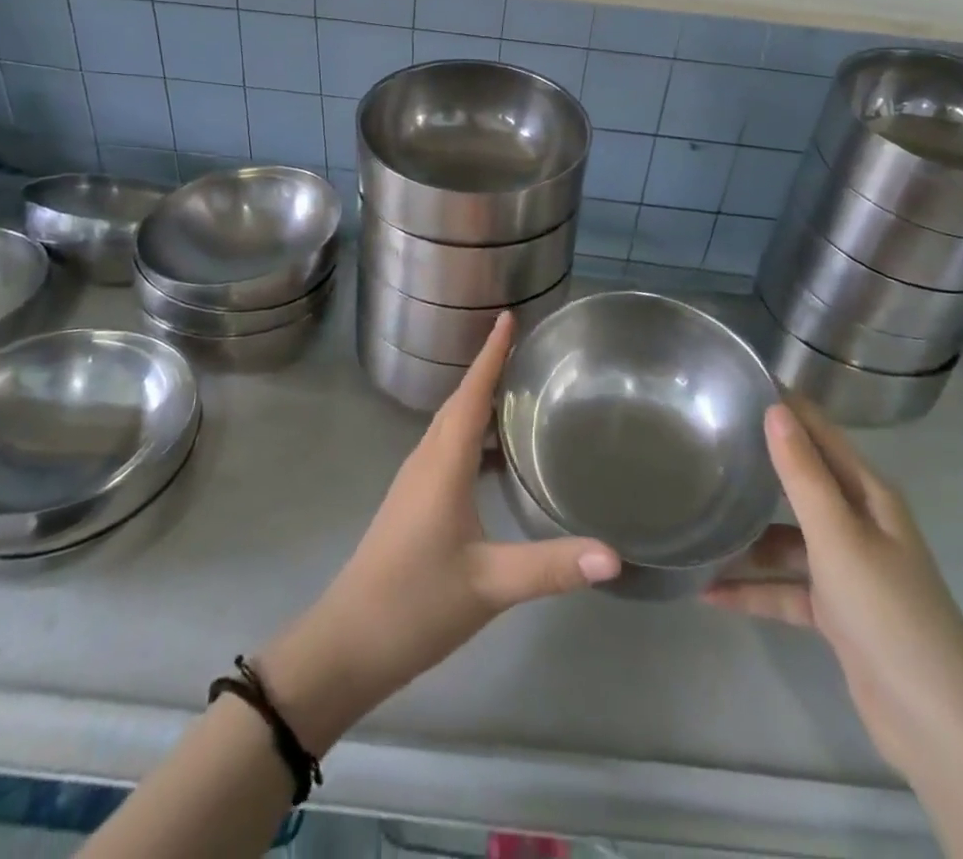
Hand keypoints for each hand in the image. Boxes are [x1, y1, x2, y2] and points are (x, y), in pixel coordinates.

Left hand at [259, 313, 620, 751]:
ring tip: (521, 394)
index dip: (491, 354)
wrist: (347, 645)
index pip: (470, 393)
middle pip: (460, 401)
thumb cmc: (415, 604)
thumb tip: (614, 554)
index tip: (508, 316)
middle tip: (528, 348)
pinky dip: (474, 437)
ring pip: (452, 426)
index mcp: (442, 463)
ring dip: (481, 402)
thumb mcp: (490, 584)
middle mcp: (426, 460)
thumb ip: (551, 567)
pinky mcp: (414, 502)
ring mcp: (416, 482)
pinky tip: (499, 459)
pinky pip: (448, 450)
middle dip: (490, 369)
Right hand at [705, 400, 962, 774]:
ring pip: (786, 540)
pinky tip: (707, 592)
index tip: (738, 382)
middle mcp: (859, 523)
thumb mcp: (838, 537)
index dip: (785, 407)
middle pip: (800, 483)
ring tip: (695, 523)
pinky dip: (752, 589)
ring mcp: (847, 570)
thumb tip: (774, 408)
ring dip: (746, 539)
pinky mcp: (836, 613)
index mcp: (869, 496)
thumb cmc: (888, 613)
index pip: (821, 434)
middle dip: (757, 466)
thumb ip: (802, 474)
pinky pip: (785, 588)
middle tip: (701, 442)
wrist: (937, 728)